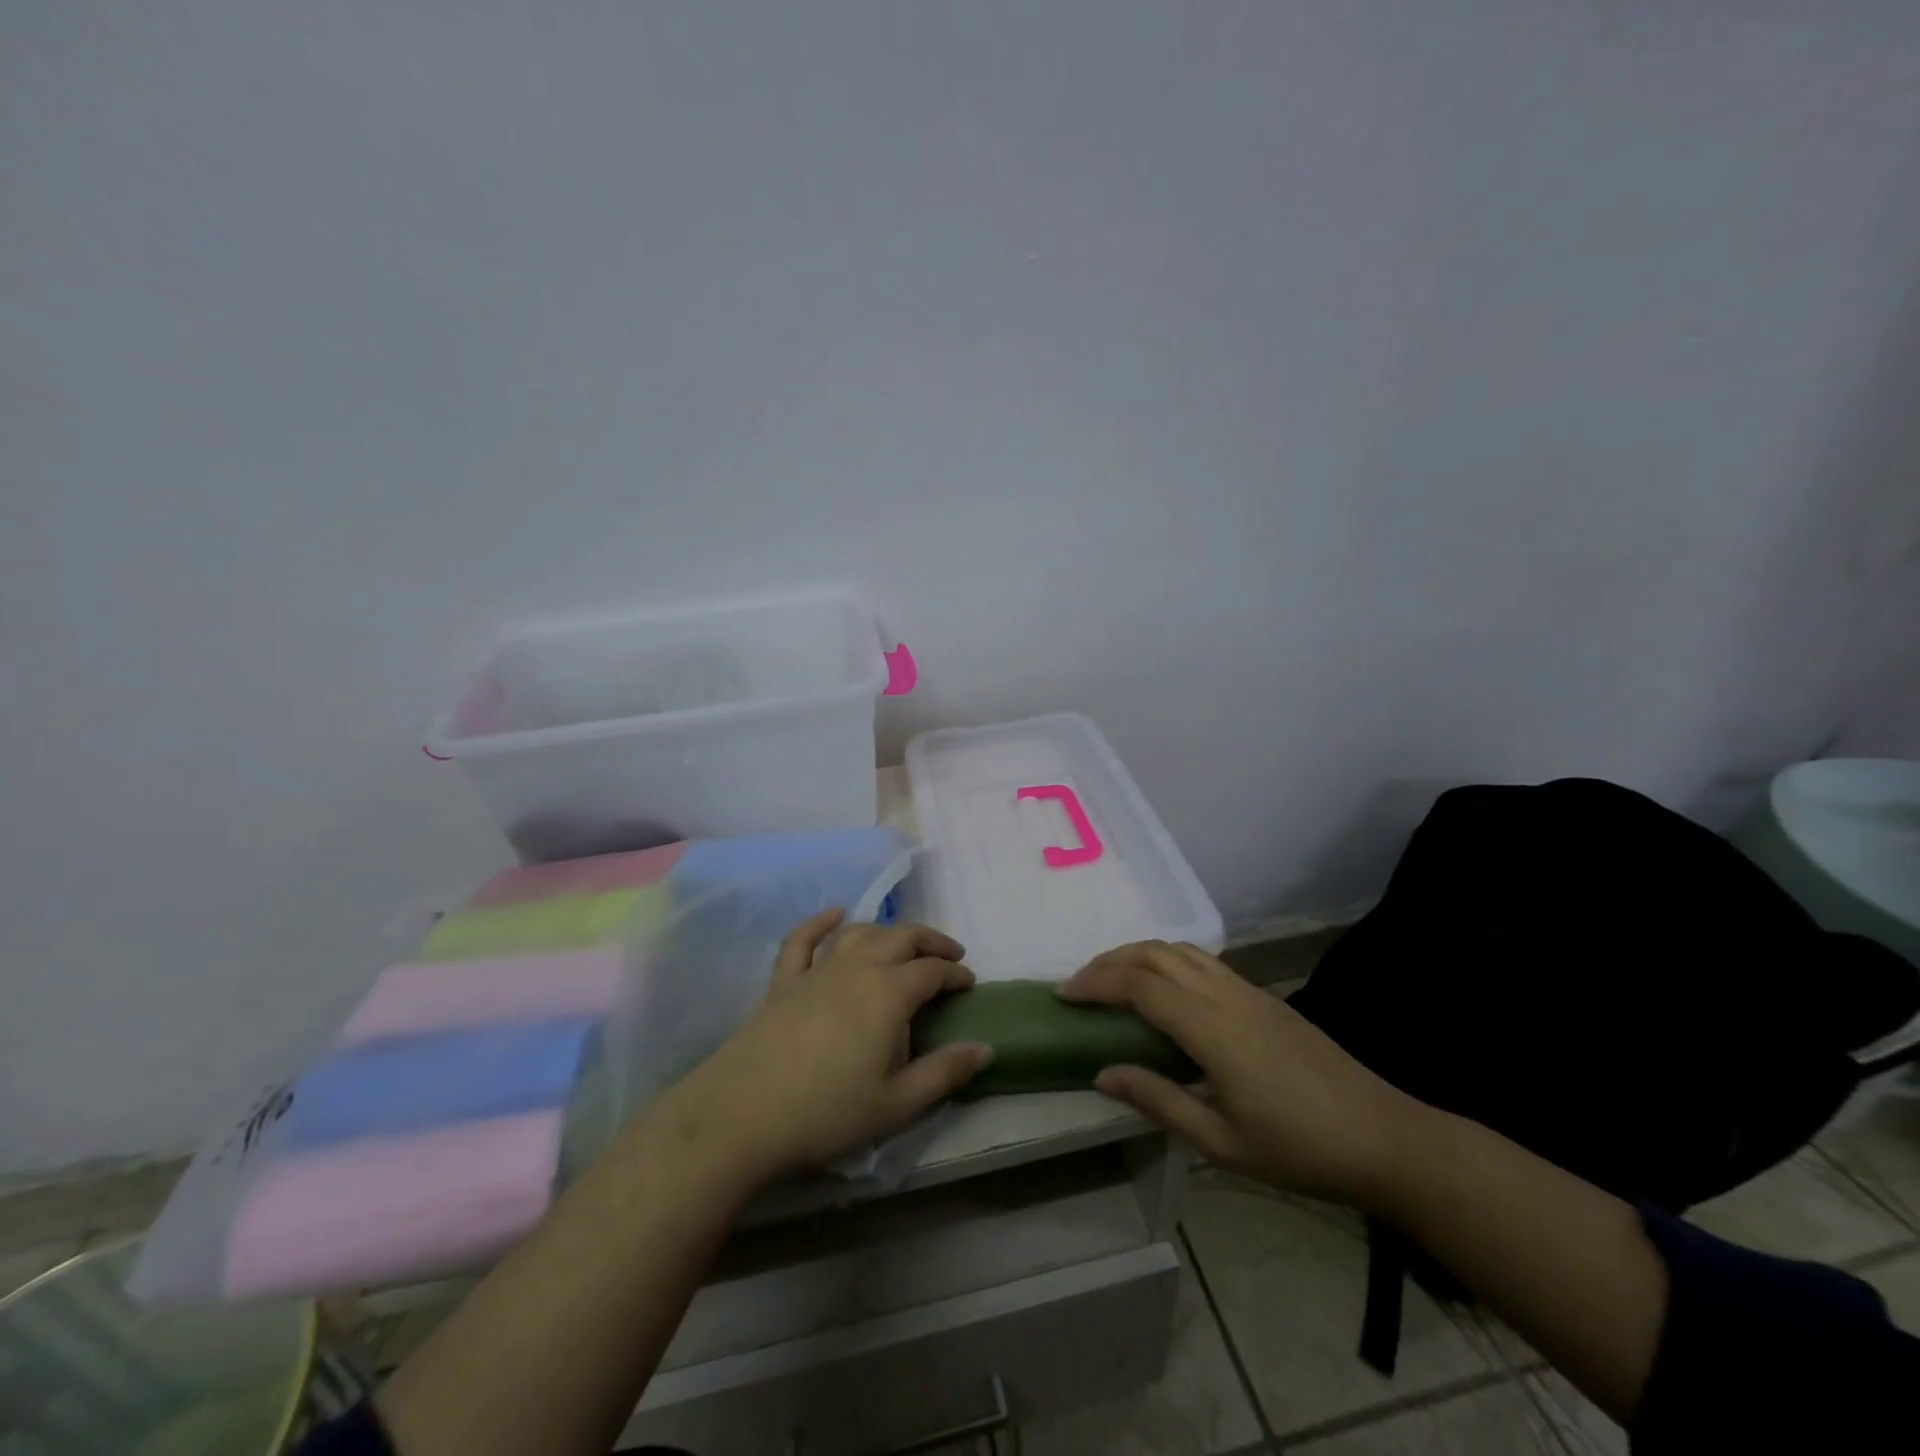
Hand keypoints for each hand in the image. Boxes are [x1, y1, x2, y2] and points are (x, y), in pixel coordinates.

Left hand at [648, 910, 993, 1188]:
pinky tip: (834, 914)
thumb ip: (945, 1073)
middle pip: (901, 937)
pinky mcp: (783, 981)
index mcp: (888, 993)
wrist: (742, 1116)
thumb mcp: (897, 1104)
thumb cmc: (827, 1113)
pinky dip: (821, 922)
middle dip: (930, 941)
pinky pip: (803, 939)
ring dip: (887, 931)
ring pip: (859, 932)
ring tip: (903, 943)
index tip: (970, 984)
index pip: (932, 970)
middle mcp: (856, 968)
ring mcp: (816, 970)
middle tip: (949, 955)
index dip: (956, 973)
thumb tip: (986, 1048)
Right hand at [1059, 941, 1425, 1208]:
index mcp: (1212, 1029)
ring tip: (1111, 980)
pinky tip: (1161, 989)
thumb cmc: (1300, 1150)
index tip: (1063, 995)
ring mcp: (1247, 989)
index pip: (1139, 985)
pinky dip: (1166, 960)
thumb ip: (1158, 1100)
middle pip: (1155, 953)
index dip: (1096, 982)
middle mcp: (1225, 995)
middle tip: (1079, 984)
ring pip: (1179, 949)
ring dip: (1137, 954)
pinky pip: (1201, 960)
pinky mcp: (1262, 995)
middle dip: (1109, 960)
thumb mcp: (1222, 1142)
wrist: (1384, 1138)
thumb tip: (1101, 1073)